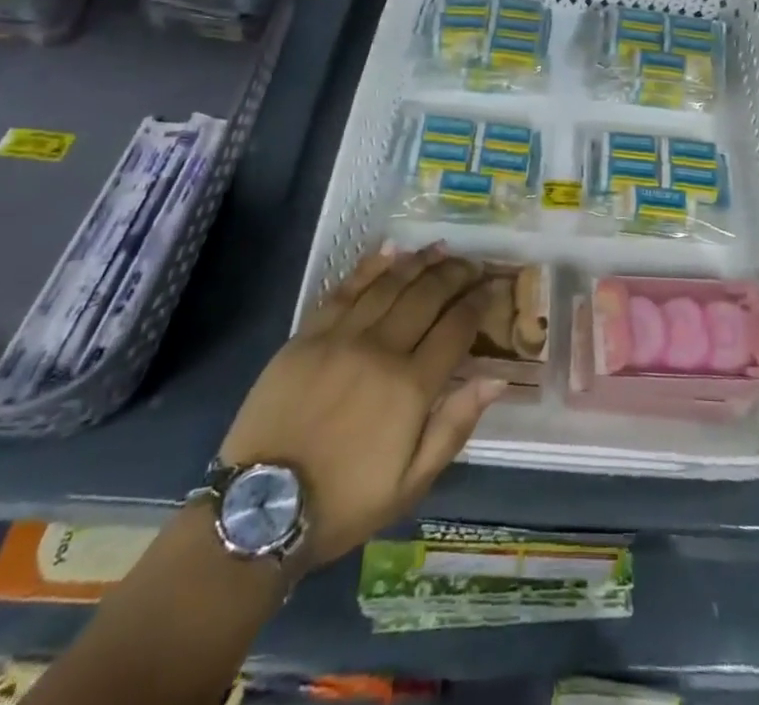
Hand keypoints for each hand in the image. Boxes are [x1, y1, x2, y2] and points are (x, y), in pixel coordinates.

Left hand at [218, 245, 503, 569]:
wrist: (262, 509)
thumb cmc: (344, 502)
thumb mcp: (411, 483)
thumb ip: (454, 425)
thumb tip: (497, 378)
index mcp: (410, 387)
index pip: (456, 328)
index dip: (478, 302)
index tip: (492, 286)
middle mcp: (381, 350)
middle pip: (427, 296)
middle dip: (455, 275)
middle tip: (472, 264)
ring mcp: (341, 337)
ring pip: (390, 284)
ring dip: (419, 262)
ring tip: (440, 249)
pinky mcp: (308, 334)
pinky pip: (346, 288)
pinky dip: (371, 265)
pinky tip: (390, 250)